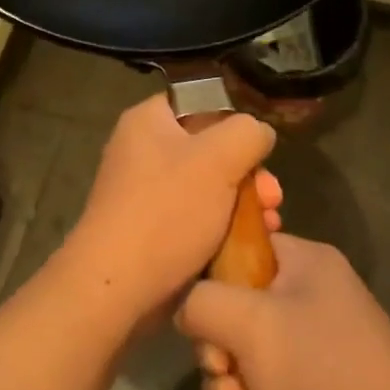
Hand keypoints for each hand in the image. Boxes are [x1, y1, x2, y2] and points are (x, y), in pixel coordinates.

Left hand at [59, 94, 280, 331]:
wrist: (117, 286)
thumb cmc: (167, 211)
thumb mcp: (219, 158)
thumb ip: (248, 133)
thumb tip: (258, 134)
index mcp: (148, 121)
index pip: (199, 103)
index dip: (234, 122)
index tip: (259, 150)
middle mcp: (142, 151)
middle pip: (211, 149)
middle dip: (249, 173)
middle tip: (272, 197)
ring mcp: (146, 193)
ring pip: (209, 187)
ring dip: (244, 203)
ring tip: (270, 224)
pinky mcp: (153, 230)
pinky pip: (197, 217)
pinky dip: (224, 227)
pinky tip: (250, 242)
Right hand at [177, 234, 389, 389]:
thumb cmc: (323, 372)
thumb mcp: (251, 324)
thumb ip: (201, 301)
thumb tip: (184, 307)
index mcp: (304, 263)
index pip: (240, 248)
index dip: (209, 279)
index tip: (197, 317)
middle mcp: (310, 298)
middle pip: (235, 310)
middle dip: (218, 353)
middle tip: (223, 377)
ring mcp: (315, 350)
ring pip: (245, 360)